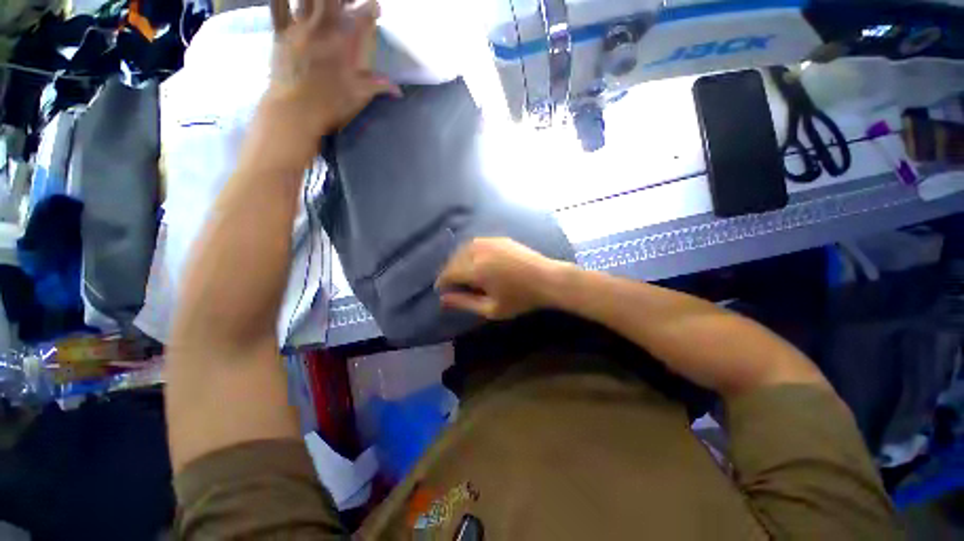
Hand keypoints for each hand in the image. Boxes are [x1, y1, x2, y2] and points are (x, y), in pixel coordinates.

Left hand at [267, 0, 399, 139]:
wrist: (295, 112)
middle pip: (333, 0)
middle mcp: (323, 29)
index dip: (371, 9)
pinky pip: (279, 8)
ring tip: (327, 5)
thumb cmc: (330, 105)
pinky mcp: (281, 34)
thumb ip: (378, 86)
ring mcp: (299, 28)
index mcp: (344, 44)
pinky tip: (293, 2)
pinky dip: (284, 1)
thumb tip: (399, 90)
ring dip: (320, 0)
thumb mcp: (359, 96)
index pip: (362, 17)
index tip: (376, 8)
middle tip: (350, 2)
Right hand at [435, 238, 569, 319]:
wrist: (547, 279)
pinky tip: (476, 262)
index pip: (449, 273)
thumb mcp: (491, 309)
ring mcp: (489, 242)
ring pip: (463, 249)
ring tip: (462, 274)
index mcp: (476, 269)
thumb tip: (442, 299)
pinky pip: (476, 243)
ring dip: (458, 261)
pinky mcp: (498, 239)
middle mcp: (479, 251)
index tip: (442, 291)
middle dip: (449, 272)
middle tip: (452, 285)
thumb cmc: (520, 298)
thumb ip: (464, 303)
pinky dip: (470, 252)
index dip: (442, 283)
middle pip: (453, 259)